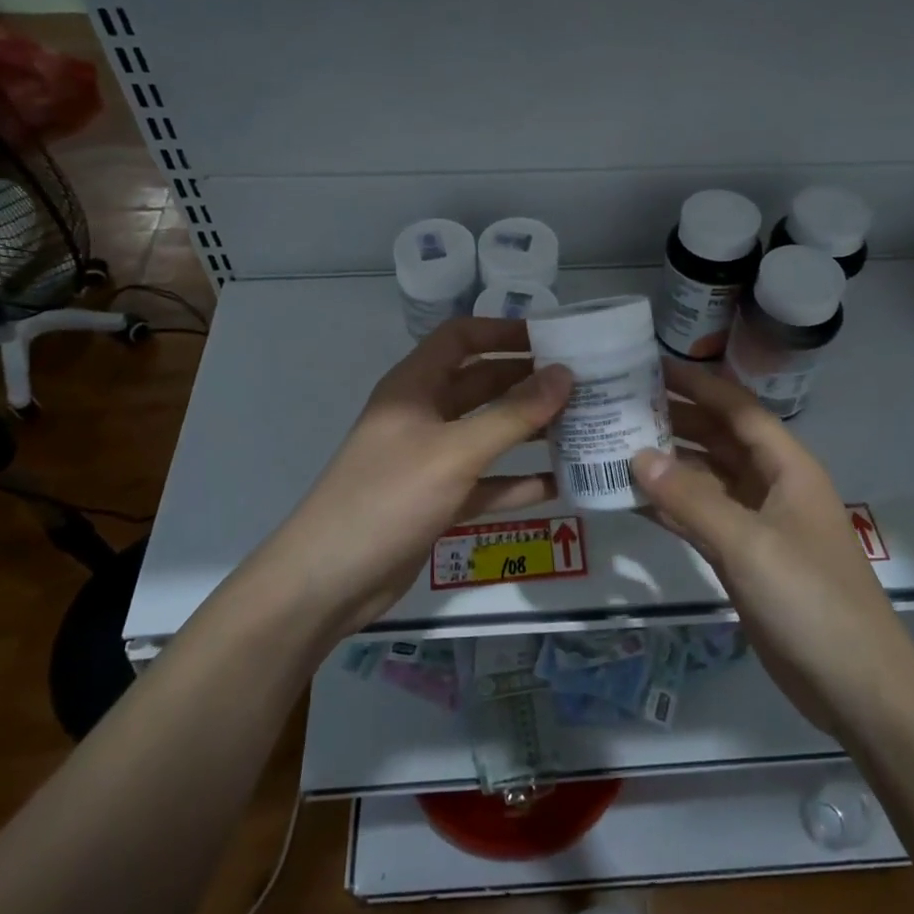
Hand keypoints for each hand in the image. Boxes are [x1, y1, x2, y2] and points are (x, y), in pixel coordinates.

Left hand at [254, 318, 573, 642]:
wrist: (329, 581)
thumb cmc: (389, 498)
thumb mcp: (454, 452)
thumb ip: (512, 414)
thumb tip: (565, 374)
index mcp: (415, 387)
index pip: (461, 338)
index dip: (503, 332)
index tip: (554, 339)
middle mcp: (423, 415)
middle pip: (481, 384)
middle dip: (528, 382)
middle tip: (584, 385)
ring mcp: (430, 460)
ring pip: (488, 433)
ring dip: (529, 430)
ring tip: (583, 427)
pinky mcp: (439, 500)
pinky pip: (487, 481)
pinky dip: (518, 481)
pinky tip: (560, 484)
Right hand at [632, 361, 898, 736]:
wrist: (855, 687)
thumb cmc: (810, 600)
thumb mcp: (748, 543)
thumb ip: (691, 498)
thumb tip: (638, 455)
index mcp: (787, 467)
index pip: (737, 408)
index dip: (697, 383)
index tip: (649, 366)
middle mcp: (773, 486)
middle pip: (720, 438)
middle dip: (677, 418)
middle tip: (621, 404)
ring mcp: (759, 524)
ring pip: (708, 478)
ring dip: (669, 463)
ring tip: (616, 445)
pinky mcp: (745, 559)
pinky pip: (702, 519)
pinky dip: (671, 508)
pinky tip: (633, 499)